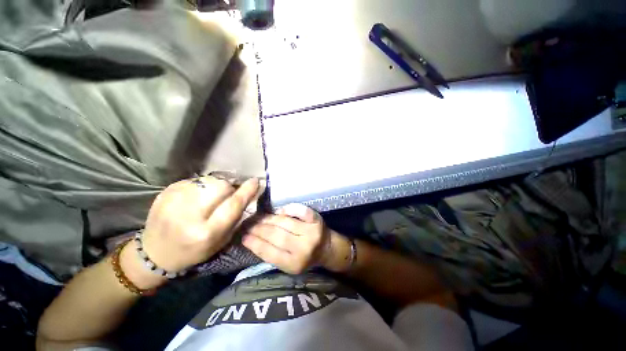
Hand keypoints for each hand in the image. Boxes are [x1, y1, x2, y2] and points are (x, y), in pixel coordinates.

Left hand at [138, 176, 259, 273]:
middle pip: (220, 186)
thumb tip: (248, 194)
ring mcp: (173, 201)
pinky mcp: (165, 193)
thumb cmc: (194, 250)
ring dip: (215, 186)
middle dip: (229, 188)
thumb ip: (236, 217)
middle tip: (228, 195)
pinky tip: (196, 196)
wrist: (155, 253)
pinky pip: (194, 180)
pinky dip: (201, 186)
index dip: (246, 191)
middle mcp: (188, 216)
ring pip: (208, 180)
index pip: (233, 204)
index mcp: (206, 232)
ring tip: (210, 196)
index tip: (255, 181)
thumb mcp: (221, 240)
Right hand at [242, 204, 349, 273]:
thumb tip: (251, 240)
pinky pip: (300, 211)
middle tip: (248, 224)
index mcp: (294, 264)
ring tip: (259, 217)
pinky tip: (280, 211)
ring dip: (269, 219)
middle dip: (258, 229)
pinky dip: (289, 208)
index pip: (269, 252)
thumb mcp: (288, 264)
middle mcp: (303, 248)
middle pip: (276, 235)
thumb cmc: (305, 257)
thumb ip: (273, 254)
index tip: (242, 236)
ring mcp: (311, 232)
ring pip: (285, 223)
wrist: (327, 248)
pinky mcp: (316, 220)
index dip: (254, 243)